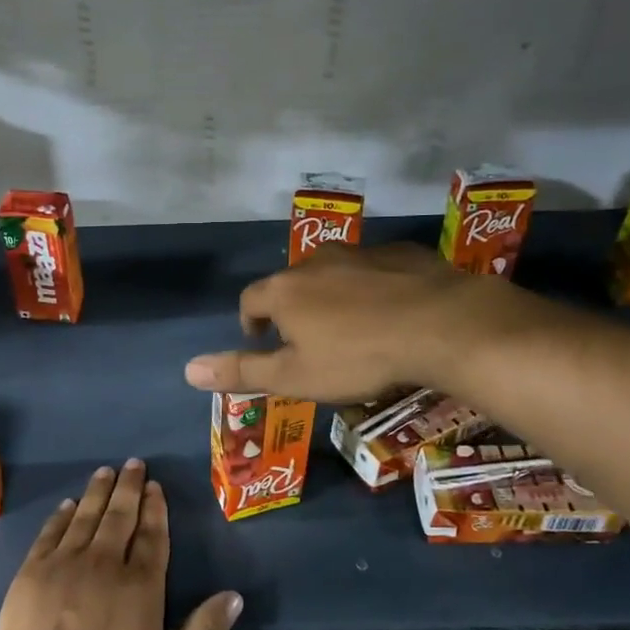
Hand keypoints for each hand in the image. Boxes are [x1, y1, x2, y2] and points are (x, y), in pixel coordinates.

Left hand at [0, 461, 241, 629]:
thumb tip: (234, 596)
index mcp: (140, 585)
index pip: (151, 536)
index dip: (155, 509)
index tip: (155, 486)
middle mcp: (104, 563)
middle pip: (119, 516)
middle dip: (129, 487)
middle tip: (133, 464)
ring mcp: (65, 563)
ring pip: (86, 516)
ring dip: (98, 492)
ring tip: (106, 471)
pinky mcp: (33, 571)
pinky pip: (51, 532)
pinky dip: (62, 514)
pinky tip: (68, 504)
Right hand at [182, 243, 548, 403]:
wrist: (442, 325)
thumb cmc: (358, 357)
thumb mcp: (295, 376)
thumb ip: (241, 372)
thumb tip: (187, 370)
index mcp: (285, 290)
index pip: (250, 300)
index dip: (250, 322)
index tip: (261, 342)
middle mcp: (316, 262)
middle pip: (290, 283)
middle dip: (292, 310)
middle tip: (309, 342)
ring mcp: (361, 252)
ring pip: (333, 274)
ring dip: (332, 297)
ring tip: (351, 329)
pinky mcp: (401, 253)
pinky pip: (374, 270)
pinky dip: (371, 288)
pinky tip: (391, 312)